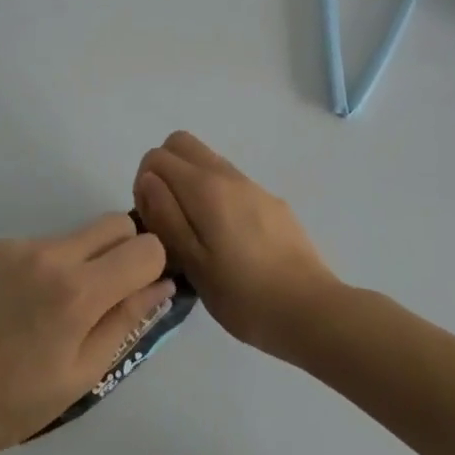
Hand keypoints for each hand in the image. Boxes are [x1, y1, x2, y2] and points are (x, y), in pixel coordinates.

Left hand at [0, 215, 172, 454]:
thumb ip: (129, 320)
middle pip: (114, 224)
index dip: (151, 268)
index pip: (146, 247)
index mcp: (79, 291)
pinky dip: (42, 266)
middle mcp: (50, 253)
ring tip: (51, 308)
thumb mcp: (85, 372)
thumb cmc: (17, 403)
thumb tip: (164, 283)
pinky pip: (37, 243)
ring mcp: (16, 245)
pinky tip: (19, 304)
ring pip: (74, 235)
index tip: (137, 292)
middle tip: (103, 295)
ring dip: (80, 261)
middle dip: (123, 252)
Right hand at [133, 132, 340, 358]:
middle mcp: (228, 175)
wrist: (311, 309)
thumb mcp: (193, 263)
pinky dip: (215, 196)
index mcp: (205, 188)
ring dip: (190, 183)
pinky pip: (231, 183)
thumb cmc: (244, 295)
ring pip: (208, 161)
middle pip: (182, 144)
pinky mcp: (272, 202)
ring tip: (196, 234)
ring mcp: (253, 186)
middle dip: (164, 171)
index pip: (157, 156)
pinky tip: (228, 242)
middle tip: (167, 217)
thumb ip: (166, 216)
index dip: (143, 185)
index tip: (152, 222)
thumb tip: (148, 179)